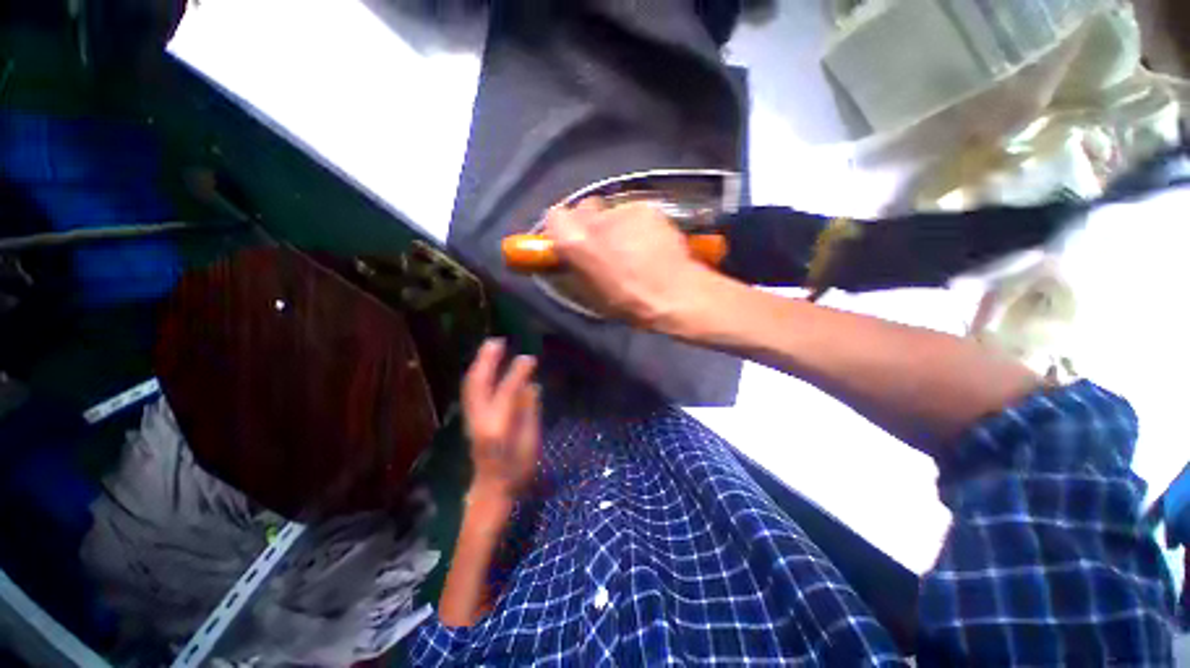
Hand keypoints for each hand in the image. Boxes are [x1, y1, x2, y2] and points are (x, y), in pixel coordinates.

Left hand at [462, 339, 540, 502]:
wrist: (491, 490)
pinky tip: (486, 365)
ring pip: (471, 385)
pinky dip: (478, 374)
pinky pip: (472, 390)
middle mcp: (480, 420)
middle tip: (497, 341)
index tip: (529, 358)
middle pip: (478, 384)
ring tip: (491, 346)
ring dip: (480, 364)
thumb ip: (530, 412)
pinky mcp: (470, 419)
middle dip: (486, 360)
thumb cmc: (517, 471)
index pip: (507, 392)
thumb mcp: (531, 443)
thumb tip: (531, 385)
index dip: (518, 372)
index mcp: (498, 427)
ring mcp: (472, 419)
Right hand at [545, 198, 717, 327]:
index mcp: (576, 242)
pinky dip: (639, 224)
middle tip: (605, 241)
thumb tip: (573, 253)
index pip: (555, 216)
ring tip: (634, 246)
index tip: (572, 239)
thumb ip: (577, 264)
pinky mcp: (647, 207)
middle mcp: (595, 219)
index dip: (563, 228)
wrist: (673, 293)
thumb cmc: (628, 301)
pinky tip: (651, 242)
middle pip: (585, 207)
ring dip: (617, 225)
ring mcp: (623, 210)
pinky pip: (636, 213)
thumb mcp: (591, 291)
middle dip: (592, 222)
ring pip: (613, 211)